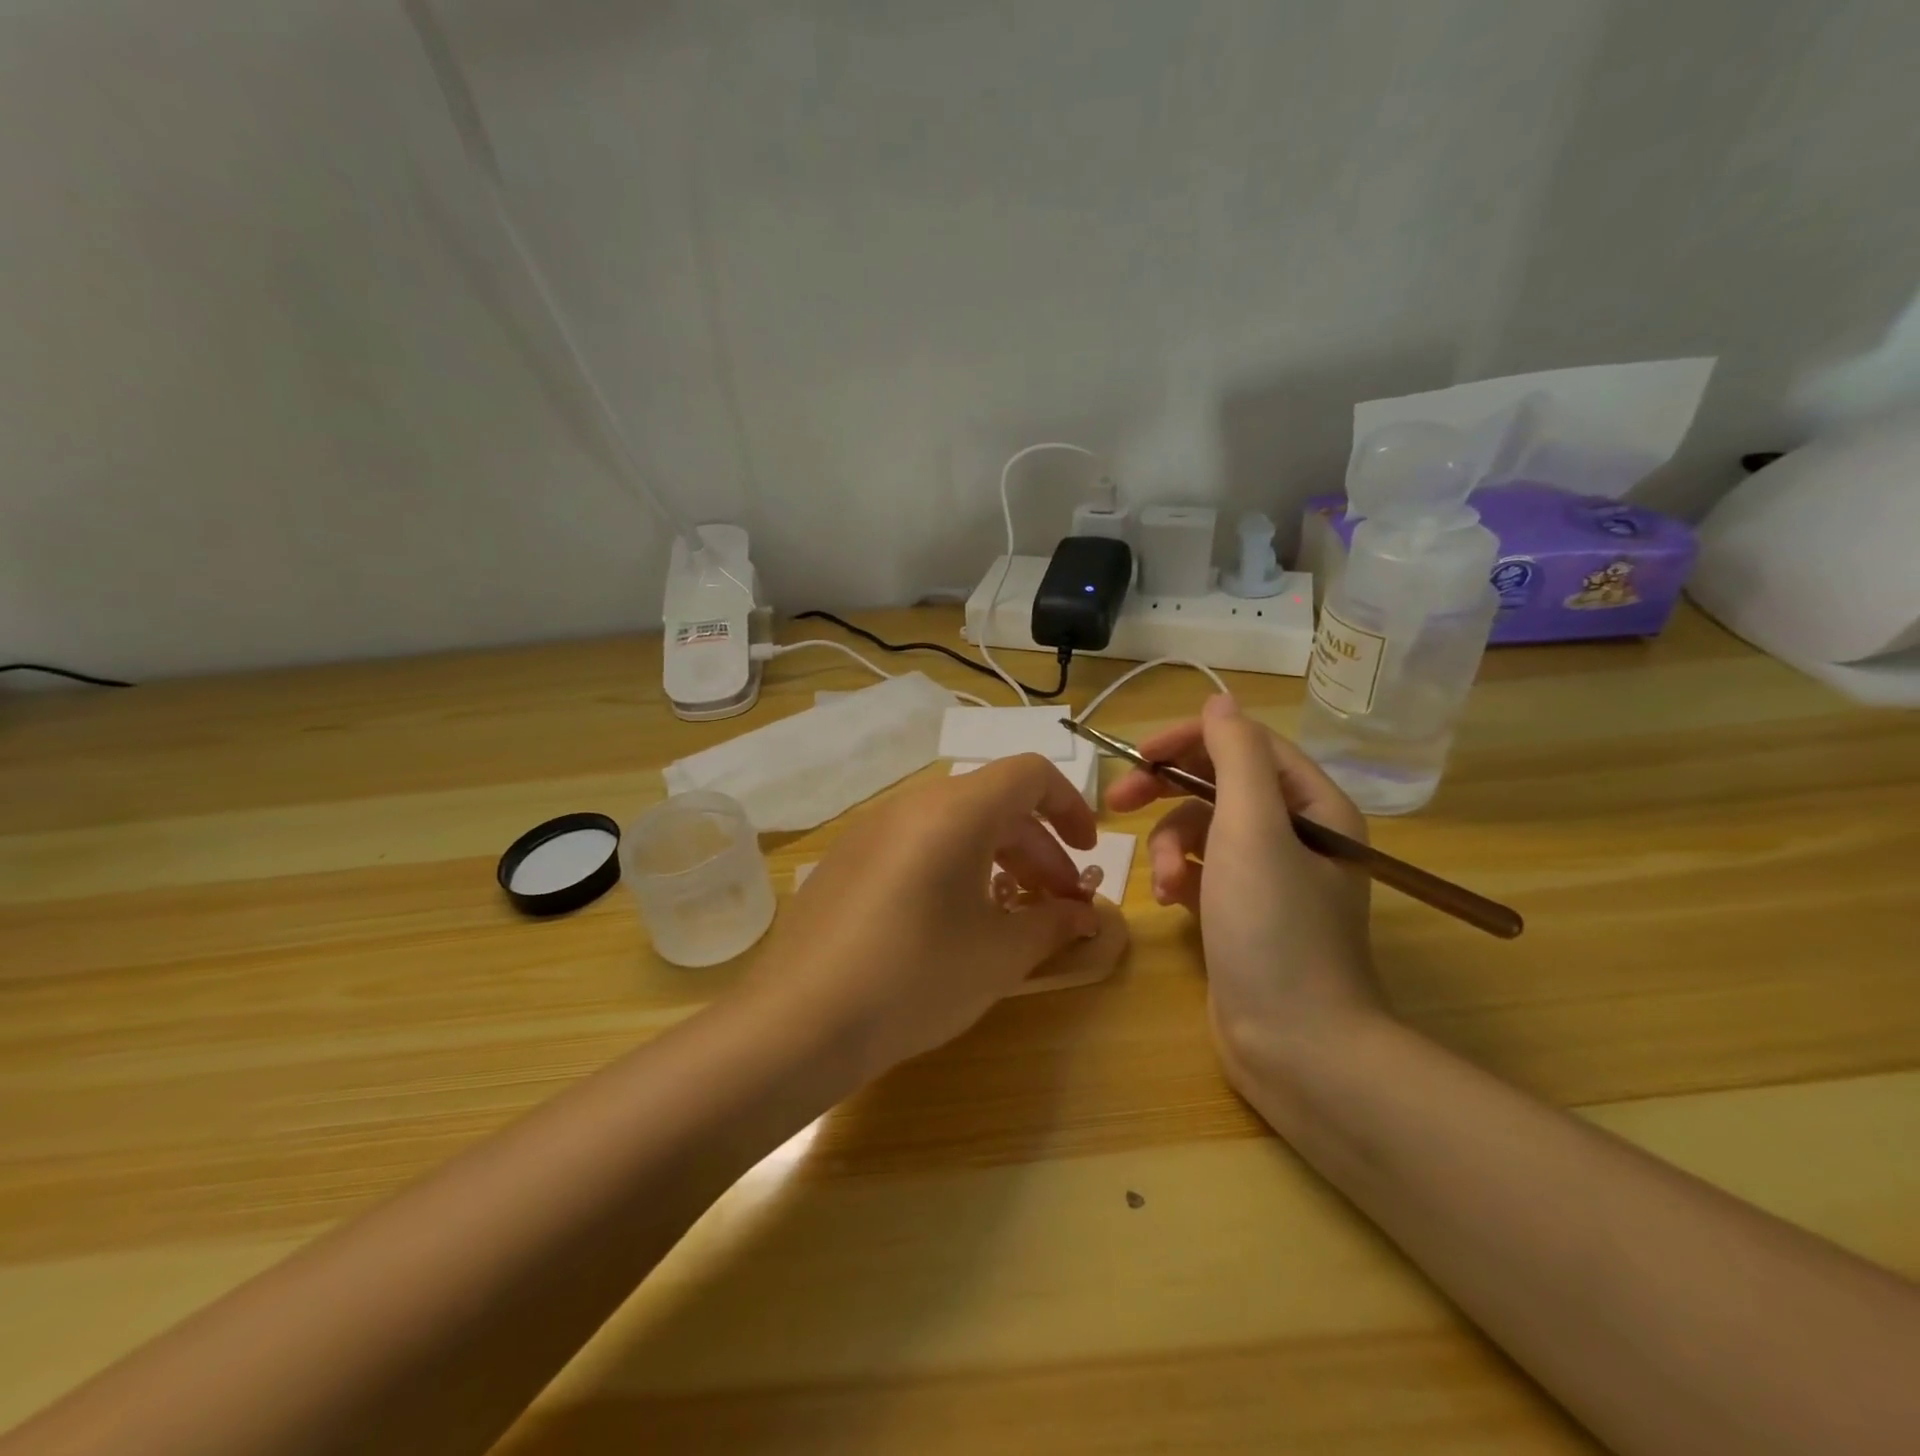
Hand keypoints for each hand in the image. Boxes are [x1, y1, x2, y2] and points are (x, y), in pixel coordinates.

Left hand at [751, 754, 1128, 1077]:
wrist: (799, 1021)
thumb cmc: (916, 977)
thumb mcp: (998, 954)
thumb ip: (1052, 924)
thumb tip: (1085, 916)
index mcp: (955, 810)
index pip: (1029, 774)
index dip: (1069, 806)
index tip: (1086, 853)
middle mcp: (911, 804)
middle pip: (992, 802)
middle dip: (1037, 847)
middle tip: (1057, 902)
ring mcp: (871, 828)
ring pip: (952, 824)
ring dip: (995, 857)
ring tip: (1010, 912)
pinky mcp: (845, 858)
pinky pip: (914, 843)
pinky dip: (951, 865)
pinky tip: (951, 921)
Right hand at [1105, 695, 1383, 1105]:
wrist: (1296, 1045)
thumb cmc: (1274, 928)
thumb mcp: (1252, 829)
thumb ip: (1235, 757)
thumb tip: (1220, 699)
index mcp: (1313, 805)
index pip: (1245, 743)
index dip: (1189, 740)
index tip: (1138, 755)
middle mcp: (1296, 832)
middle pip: (1219, 783)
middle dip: (1167, 790)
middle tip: (1117, 800)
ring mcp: (1268, 875)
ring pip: (1202, 829)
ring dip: (1169, 845)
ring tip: (1159, 883)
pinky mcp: (1242, 910)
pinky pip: (1201, 869)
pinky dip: (1179, 877)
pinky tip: (1169, 904)